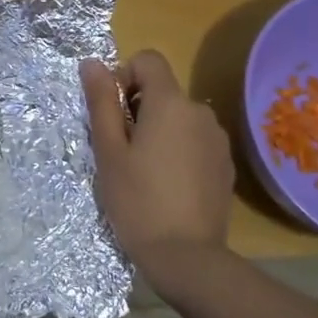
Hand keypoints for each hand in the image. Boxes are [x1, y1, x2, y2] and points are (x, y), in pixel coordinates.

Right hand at [82, 52, 235, 301]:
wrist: (186, 256)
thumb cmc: (137, 200)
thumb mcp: (109, 151)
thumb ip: (102, 102)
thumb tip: (92, 63)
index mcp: (170, 103)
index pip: (148, 60)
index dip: (125, 76)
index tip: (113, 112)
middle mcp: (200, 112)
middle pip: (164, 91)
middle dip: (139, 109)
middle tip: (122, 150)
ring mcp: (217, 139)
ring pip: (180, 118)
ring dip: (160, 131)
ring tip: (145, 171)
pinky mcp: (225, 164)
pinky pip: (196, 141)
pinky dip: (179, 150)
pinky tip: (168, 186)